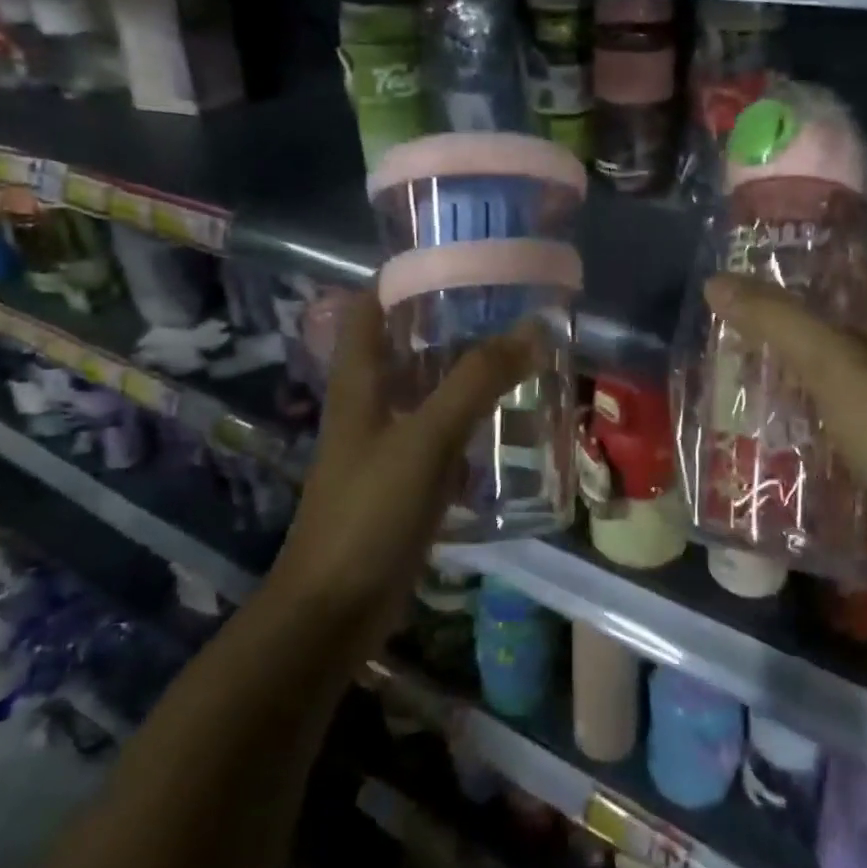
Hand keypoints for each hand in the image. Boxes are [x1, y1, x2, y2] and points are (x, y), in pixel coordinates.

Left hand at [269, 291, 536, 650]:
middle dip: (450, 322)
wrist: (334, 612)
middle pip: (406, 345)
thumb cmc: (369, 512)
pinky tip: (509, 421)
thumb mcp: (425, 439)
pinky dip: (471, 422)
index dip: (403, 275)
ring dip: (466, 372)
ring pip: (429, 391)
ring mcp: (387, 445)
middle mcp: (370, 404)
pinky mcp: (405, 482)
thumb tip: (533, 328)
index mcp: (359, 381)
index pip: (371, 306)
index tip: (456, 256)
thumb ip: (476, 382)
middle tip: (506, 304)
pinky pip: (443, 436)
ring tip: (519, 353)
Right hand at [703, 271, 866, 591]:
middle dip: (765, 329)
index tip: (733, 272)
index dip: (788, 270)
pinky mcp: (860, 447)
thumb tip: (714, 282)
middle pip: (816, 328)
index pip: (837, 276)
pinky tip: (736, 417)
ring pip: (809, 376)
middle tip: (708, 325)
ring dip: (767, 375)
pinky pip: (811, 419)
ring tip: (709, 367)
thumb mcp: (838, 366)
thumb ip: (777, 321)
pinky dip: (779, 416)